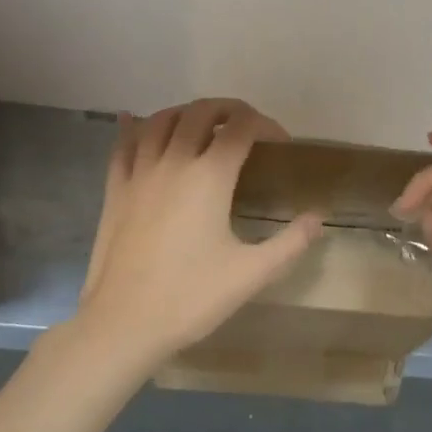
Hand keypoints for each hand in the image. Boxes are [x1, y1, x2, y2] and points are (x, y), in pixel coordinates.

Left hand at [72, 98, 323, 376]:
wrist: (124, 323)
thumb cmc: (191, 297)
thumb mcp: (252, 274)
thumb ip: (291, 243)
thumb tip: (317, 218)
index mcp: (210, 177)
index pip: (241, 128)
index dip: (265, 125)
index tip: (280, 142)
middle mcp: (174, 162)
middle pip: (200, 112)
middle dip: (228, 109)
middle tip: (246, 125)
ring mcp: (139, 173)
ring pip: (160, 121)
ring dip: (185, 112)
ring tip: (202, 122)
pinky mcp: (114, 190)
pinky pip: (122, 145)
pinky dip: (133, 127)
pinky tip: (133, 120)